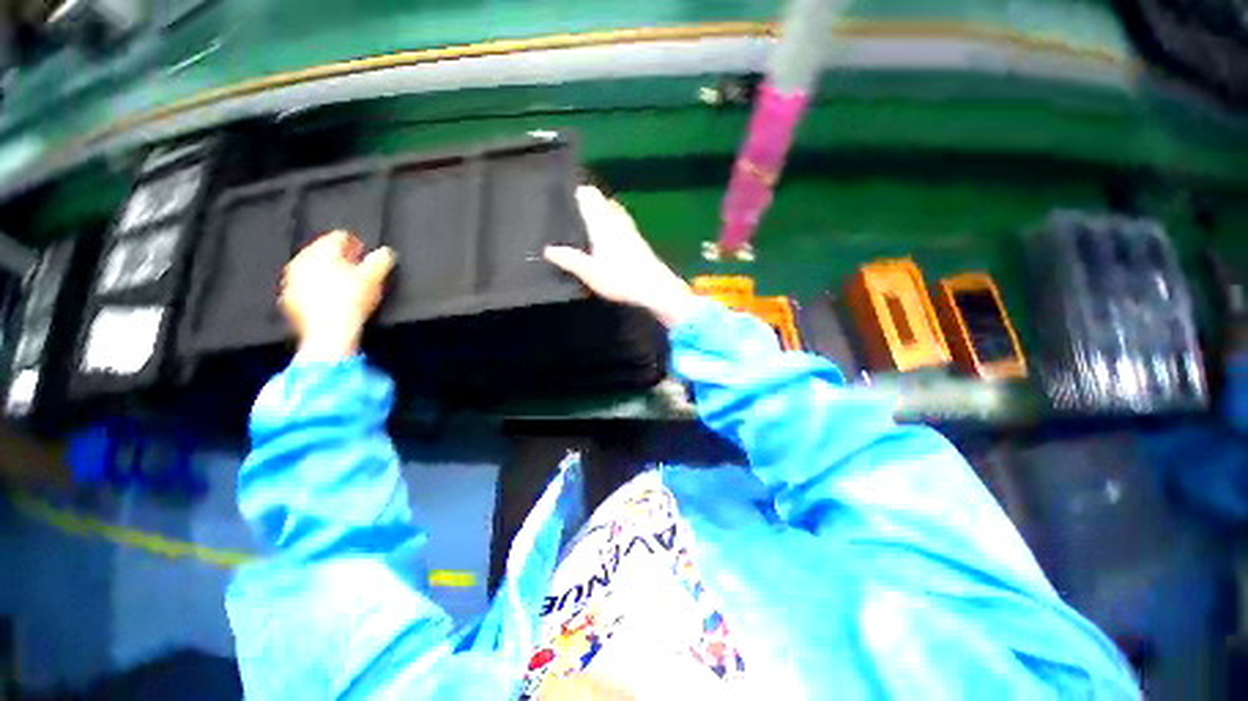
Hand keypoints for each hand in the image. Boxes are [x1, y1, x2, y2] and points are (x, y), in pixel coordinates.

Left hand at [280, 230, 395, 362]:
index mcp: (320, 251)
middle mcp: (301, 262)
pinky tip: (330, 299)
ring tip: (344, 286)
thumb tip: (385, 252)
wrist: (329, 334)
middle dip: (339, 259)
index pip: (338, 237)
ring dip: (327, 275)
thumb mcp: (373, 278)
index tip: (363, 253)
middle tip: (355, 270)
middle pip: (322, 253)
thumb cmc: (349, 303)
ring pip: (311, 270)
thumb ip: (381, 260)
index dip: (355, 243)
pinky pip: (303, 288)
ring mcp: (292, 281)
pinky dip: (316, 291)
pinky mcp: (288, 300)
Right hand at [544, 186, 697, 327]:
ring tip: (594, 212)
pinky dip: (614, 219)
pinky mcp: (639, 240)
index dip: (579, 192)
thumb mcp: (590, 273)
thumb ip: (570, 260)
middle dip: (591, 198)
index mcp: (602, 224)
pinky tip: (613, 231)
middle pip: (603, 201)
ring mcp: (630, 229)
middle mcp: (616, 221)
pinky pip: (622, 221)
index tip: (569, 189)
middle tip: (578, 200)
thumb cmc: (621, 279)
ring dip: (604, 207)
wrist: (654, 287)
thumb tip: (548, 249)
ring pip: (615, 210)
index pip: (589, 198)